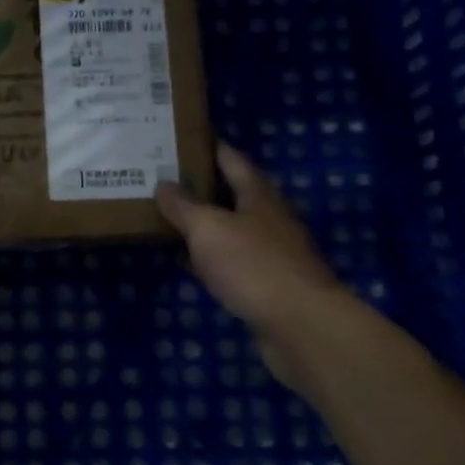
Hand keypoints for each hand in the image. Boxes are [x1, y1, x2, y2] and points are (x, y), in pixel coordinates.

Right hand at [155, 143, 351, 389]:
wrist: (301, 327)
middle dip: (203, 186)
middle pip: (234, 194)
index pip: (233, 160)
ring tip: (171, 218)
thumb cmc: (254, 266)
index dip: (210, 146)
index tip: (184, 137)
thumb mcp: (209, 228)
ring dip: (206, 224)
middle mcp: (269, 219)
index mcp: (258, 196)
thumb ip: (184, 206)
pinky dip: (213, 258)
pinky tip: (193, 263)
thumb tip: (163, 184)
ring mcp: (273, 254)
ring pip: (233, 230)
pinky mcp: (269, 286)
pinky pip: (234, 262)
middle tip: (165, 179)